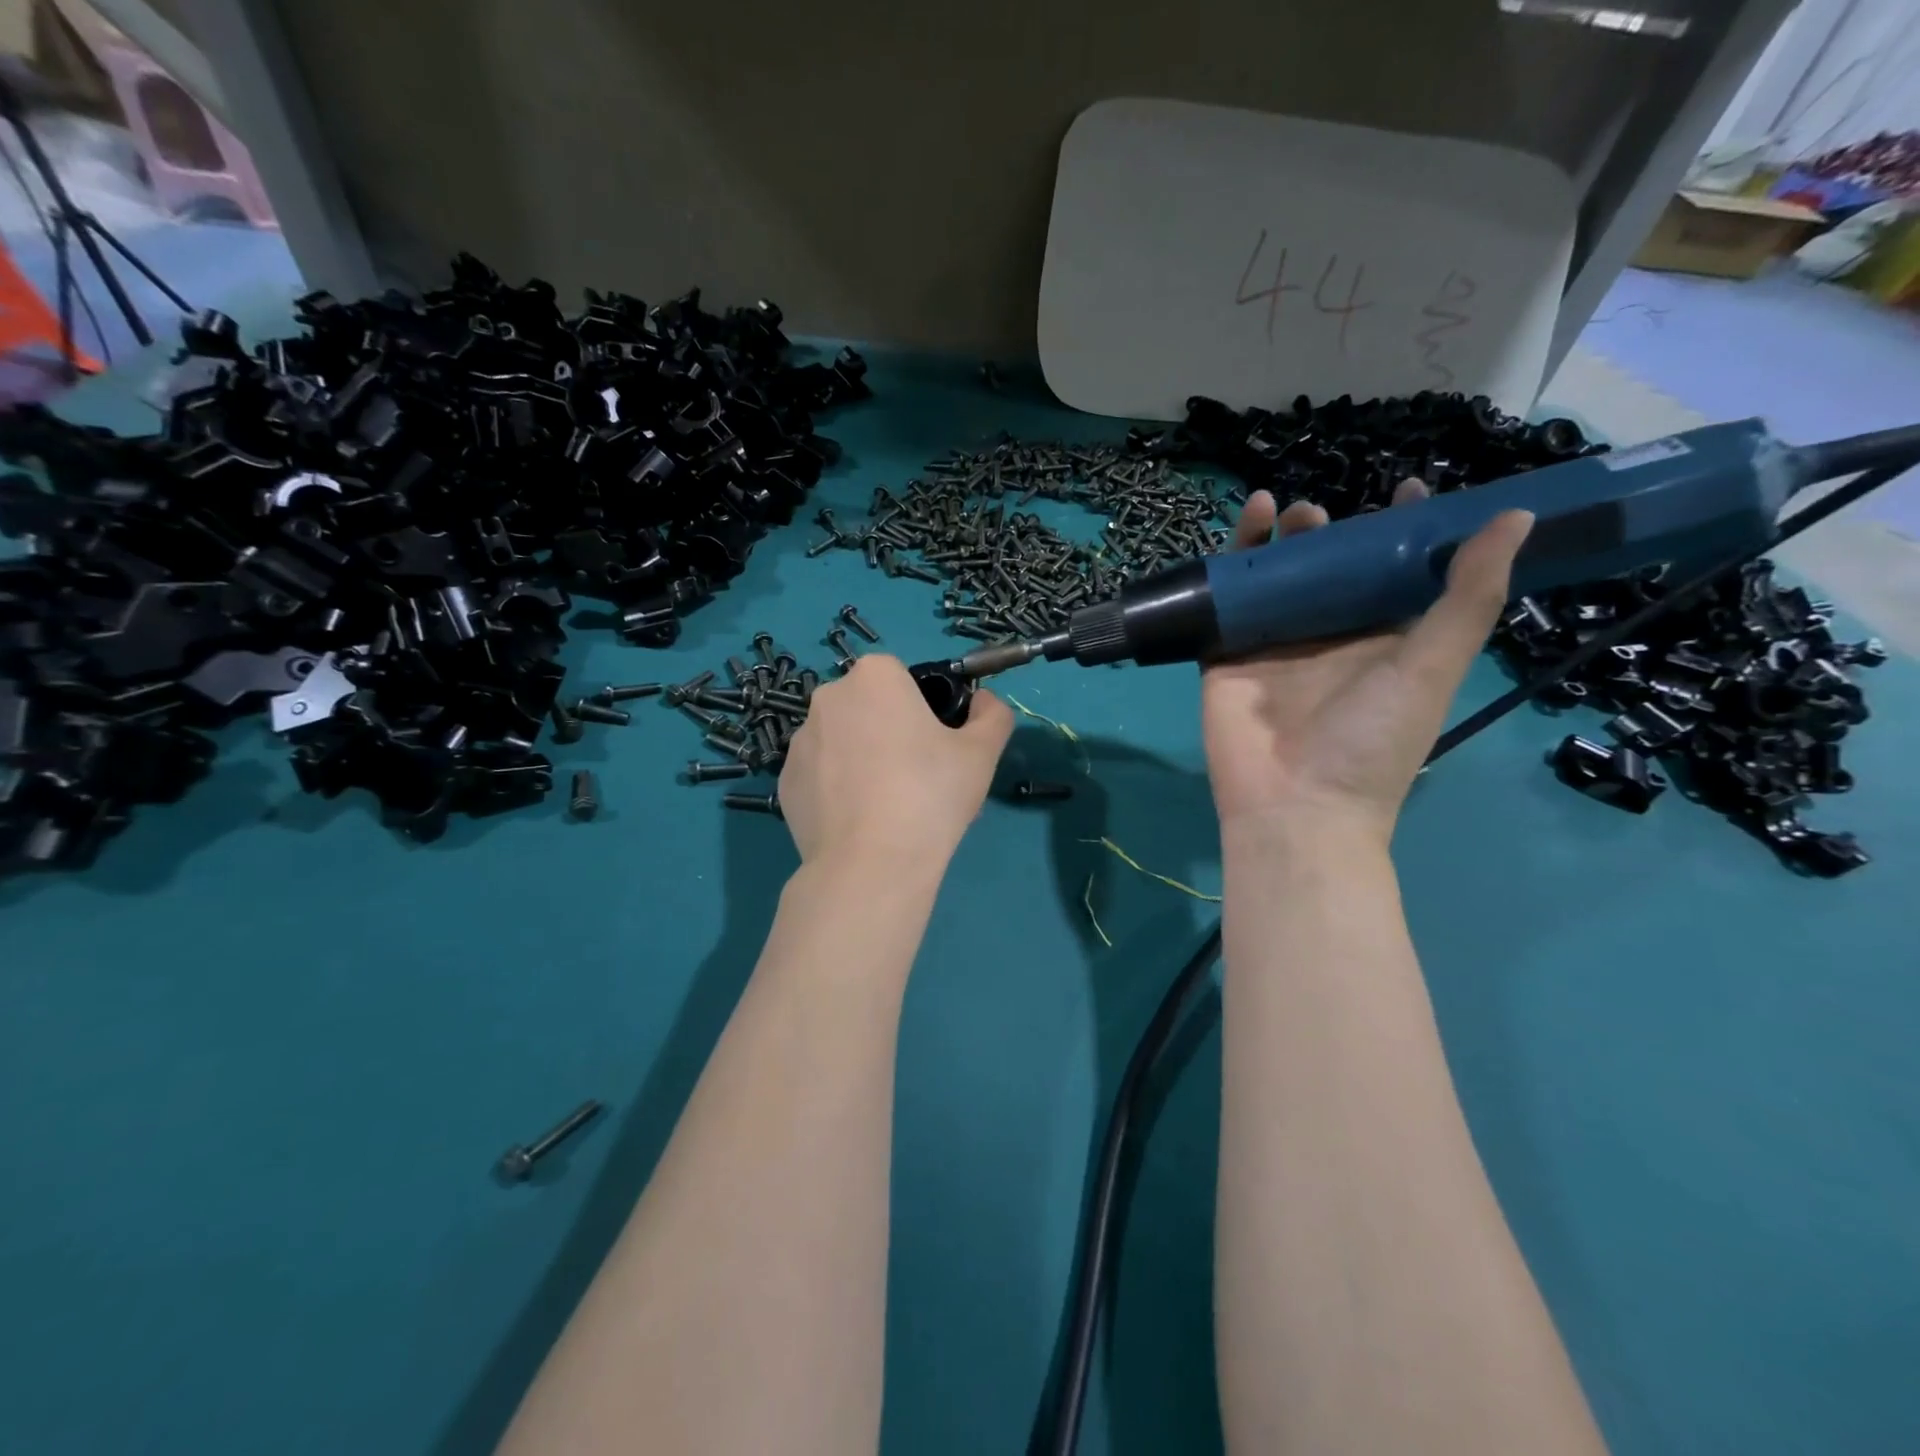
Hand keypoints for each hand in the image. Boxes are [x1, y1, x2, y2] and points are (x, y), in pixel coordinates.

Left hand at [779, 655, 1013, 870]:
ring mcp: (799, 742)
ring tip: (887, 806)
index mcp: (875, 677)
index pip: (903, 678)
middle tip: (917, 777)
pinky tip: (858, 822)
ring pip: (842, 741)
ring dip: (861, 759)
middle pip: (869, 707)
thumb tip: (982, 702)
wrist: (872, 864)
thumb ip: (992, 714)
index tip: (937, 745)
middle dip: (889, 731)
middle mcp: (828, 698)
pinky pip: (821, 776)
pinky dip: (837, 790)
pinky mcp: (785, 783)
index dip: (924, 708)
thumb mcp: (983, 752)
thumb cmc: (930, 794)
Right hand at [1202, 483, 1531, 841]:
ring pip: (1274, 578)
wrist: (1294, 805)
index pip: (1393, 574)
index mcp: (1380, 640)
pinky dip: (1229, 564)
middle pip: (1326, 569)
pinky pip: (1225, 601)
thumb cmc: (1370, 741)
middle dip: (1327, 532)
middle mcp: (1327, 637)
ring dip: (1278, 540)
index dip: (1401, 531)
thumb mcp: (1431, 667)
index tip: (1407, 490)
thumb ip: (1468, 597)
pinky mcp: (1225, 654)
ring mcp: (1272, 645)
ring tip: (1283, 511)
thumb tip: (1518, 517)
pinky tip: (1243, 527)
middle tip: (1321, 513)